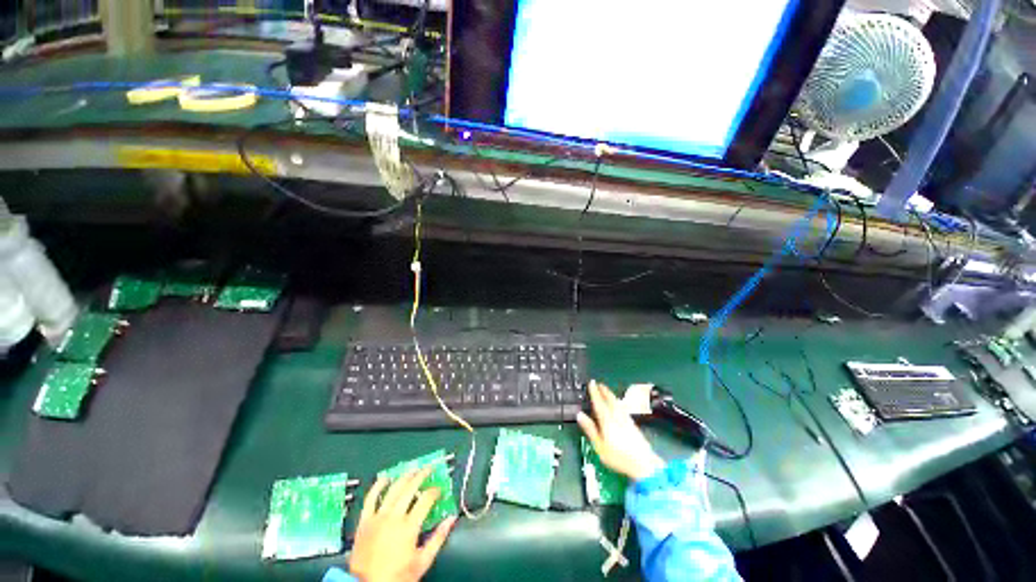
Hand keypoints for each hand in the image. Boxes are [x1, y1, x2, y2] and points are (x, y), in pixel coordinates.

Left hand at [349, 466, 455, 581]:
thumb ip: (438, 538)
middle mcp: (394, 517)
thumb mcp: (422, 562)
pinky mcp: (365, 521)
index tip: (439, 491)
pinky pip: (371, 498)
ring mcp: (378, 517)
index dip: (435, 492)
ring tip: (413, 469)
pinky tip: (385, 478)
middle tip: (429, 469)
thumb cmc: (396, 577)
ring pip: (393, 489)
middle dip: (422, 475)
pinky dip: (378, 486)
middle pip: (410, 488)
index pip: (426, 499)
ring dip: (404, 477)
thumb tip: (451, 519)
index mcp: (409, 527)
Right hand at [577, 380, 664, 481]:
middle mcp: (617, 417)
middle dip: (604, 391)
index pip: (599, 403)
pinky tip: (618, 405)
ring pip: (617, 403)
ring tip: (607, 391)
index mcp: (607, 420)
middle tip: (599, 383)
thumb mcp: (599, 446)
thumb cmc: (618, 457)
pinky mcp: (633, 425)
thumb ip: (590, 429)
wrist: (645, 465)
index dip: (595, 392)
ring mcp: (627, 420)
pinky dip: (617, 402)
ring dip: (611, 395)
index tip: (591, 383)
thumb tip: (579, 414)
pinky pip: (622, 407)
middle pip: (610, 400)